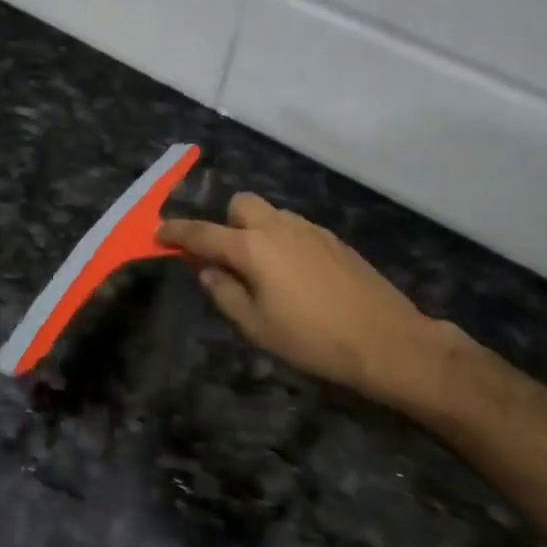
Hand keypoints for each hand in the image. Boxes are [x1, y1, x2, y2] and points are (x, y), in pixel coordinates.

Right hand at [158, 194, 459, 416]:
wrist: (387, 341)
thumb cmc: (312, 339)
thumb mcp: (256, 326)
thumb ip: (224, 293)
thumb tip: (207, 271)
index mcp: (253, 248)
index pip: (203, 232)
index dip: (176, 232)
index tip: (158, 233)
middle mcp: (279, 227)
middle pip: (240, 205)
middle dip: (225, 223)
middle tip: (225, 258)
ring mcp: (310, 230)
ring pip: (270, 215)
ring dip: (255, 231)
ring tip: (261, 271)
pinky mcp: (334, 240)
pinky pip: (295, 228)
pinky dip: (281, 240)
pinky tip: (294, 275)